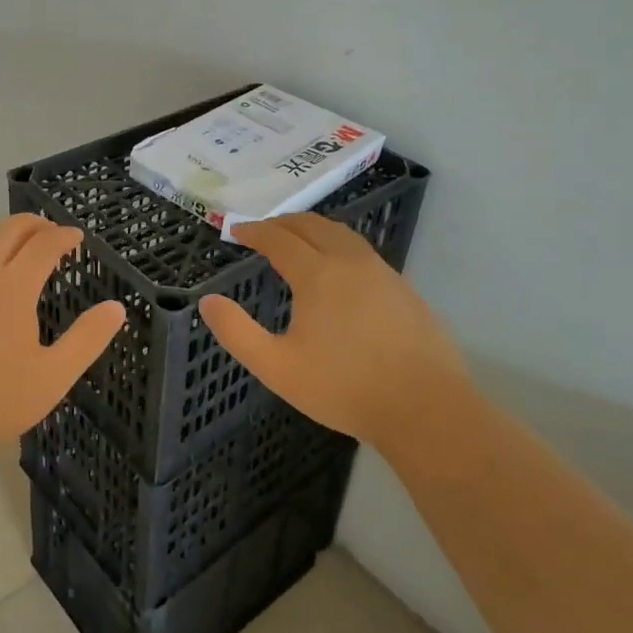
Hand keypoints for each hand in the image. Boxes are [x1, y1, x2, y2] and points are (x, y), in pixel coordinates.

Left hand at [0, 215, 125, 466]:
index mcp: (14, 287)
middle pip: (8, 230)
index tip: (76, 237)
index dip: (63, 236)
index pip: (44, 245)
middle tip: (48, 232)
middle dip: (33, 225)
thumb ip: (87, 339)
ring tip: (12, 241)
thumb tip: (116, 307)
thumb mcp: (52, 377)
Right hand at [200, 214, 469, 452]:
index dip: (254, 231)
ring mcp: (383, 273)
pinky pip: (363, 252)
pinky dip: (339, 246)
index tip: (236, 230)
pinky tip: (340, 270)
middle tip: (264, 230)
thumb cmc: (344, 388)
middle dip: (283, 223)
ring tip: (299, 240)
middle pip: (312, 225)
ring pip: (342, 235)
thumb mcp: (277, 367)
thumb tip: (207, 301)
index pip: (279, 238)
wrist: (425, 409)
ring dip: (314, 229)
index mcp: (318, 274)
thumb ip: (237, 332)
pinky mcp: (404, 289)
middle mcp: (350, 262)